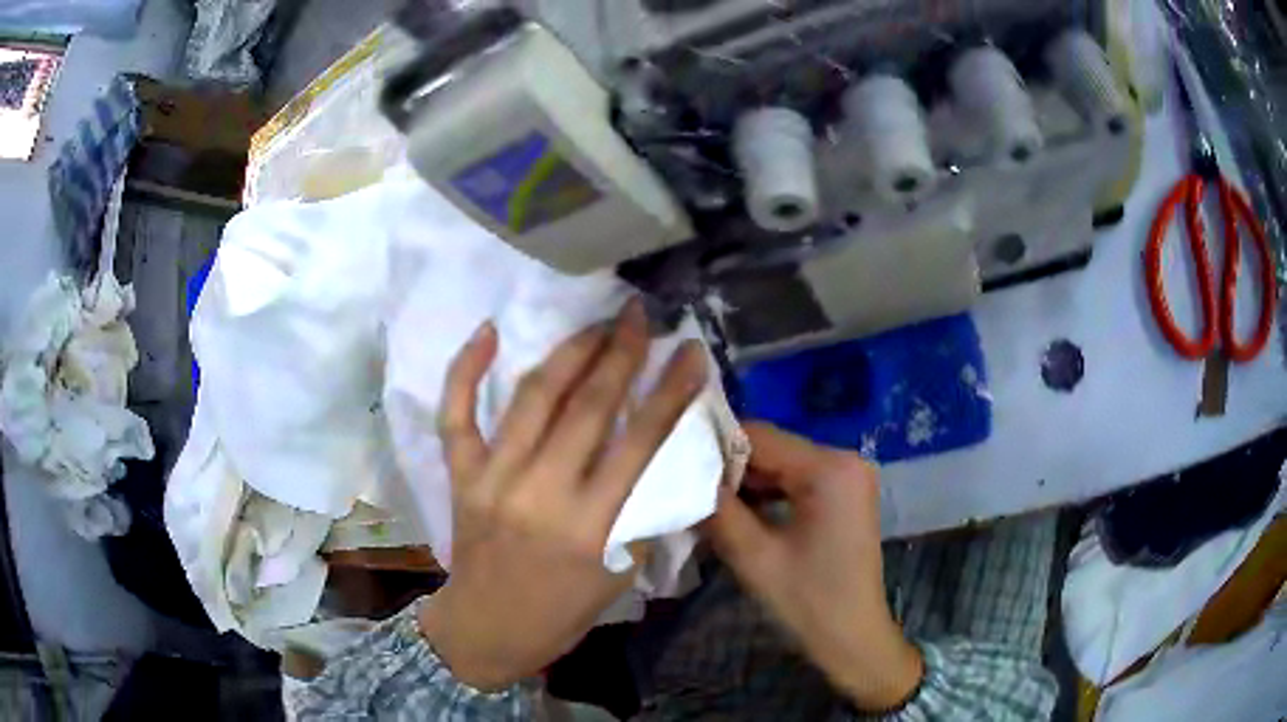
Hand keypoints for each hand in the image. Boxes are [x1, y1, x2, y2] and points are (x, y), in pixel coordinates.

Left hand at [418, 299, 706, 690]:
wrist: (488, 628)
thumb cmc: (563, 610)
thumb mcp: (620, 572)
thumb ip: (645, 512)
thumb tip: (670, 454)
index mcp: (589, 525)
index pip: (640, 442)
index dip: (670, 391)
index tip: (690, 352)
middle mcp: (539, 492)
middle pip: (588, 407)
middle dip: (621, 353)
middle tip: (639, 315)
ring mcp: (492, 478)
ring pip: (532, 398)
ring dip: (569, 352)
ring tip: (596, 323)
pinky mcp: (460, 475)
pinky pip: (456, 414)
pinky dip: (465, 370)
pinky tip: (487, 331)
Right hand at [705, 424, 922, 710]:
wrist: (852, 638)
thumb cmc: (807, 600)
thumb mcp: (753, 555)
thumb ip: (717, 508)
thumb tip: (683, 475)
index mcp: (830, 468)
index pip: (759, 436)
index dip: (714, 448)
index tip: (678, 468)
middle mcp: (846, 459)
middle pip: (773, 448)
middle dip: (730, 469)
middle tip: (691, 491)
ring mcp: (850, 476)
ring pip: (783, 464)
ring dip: (747, 484)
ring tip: (709, 505)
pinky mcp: (847, 494)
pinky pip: (798, 480)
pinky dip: (769, 494)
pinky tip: (741, 514)